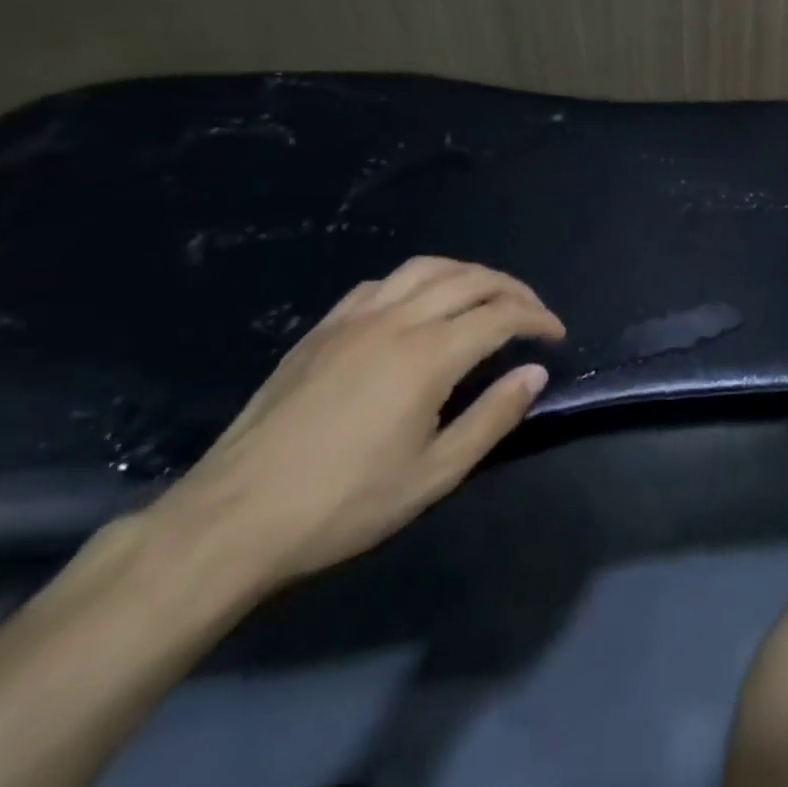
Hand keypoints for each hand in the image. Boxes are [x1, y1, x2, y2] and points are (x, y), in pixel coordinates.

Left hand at [145, 257, 564, 594]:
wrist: (231, 519)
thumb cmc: (342, 504)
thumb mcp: (433, 475)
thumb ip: (492, 418)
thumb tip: (534, 374)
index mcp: (428, 356)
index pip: (501, 316)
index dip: (537, 319)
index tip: (556, 336)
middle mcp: (396, 321)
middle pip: (470, 279)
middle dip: (512, 289)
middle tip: (533, 312)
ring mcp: (353, 319)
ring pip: (425, 268)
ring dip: (468, 274)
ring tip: (486, 295)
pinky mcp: (321, 329)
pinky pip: (380, 283)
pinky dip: (416, 282)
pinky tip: (417, 305)